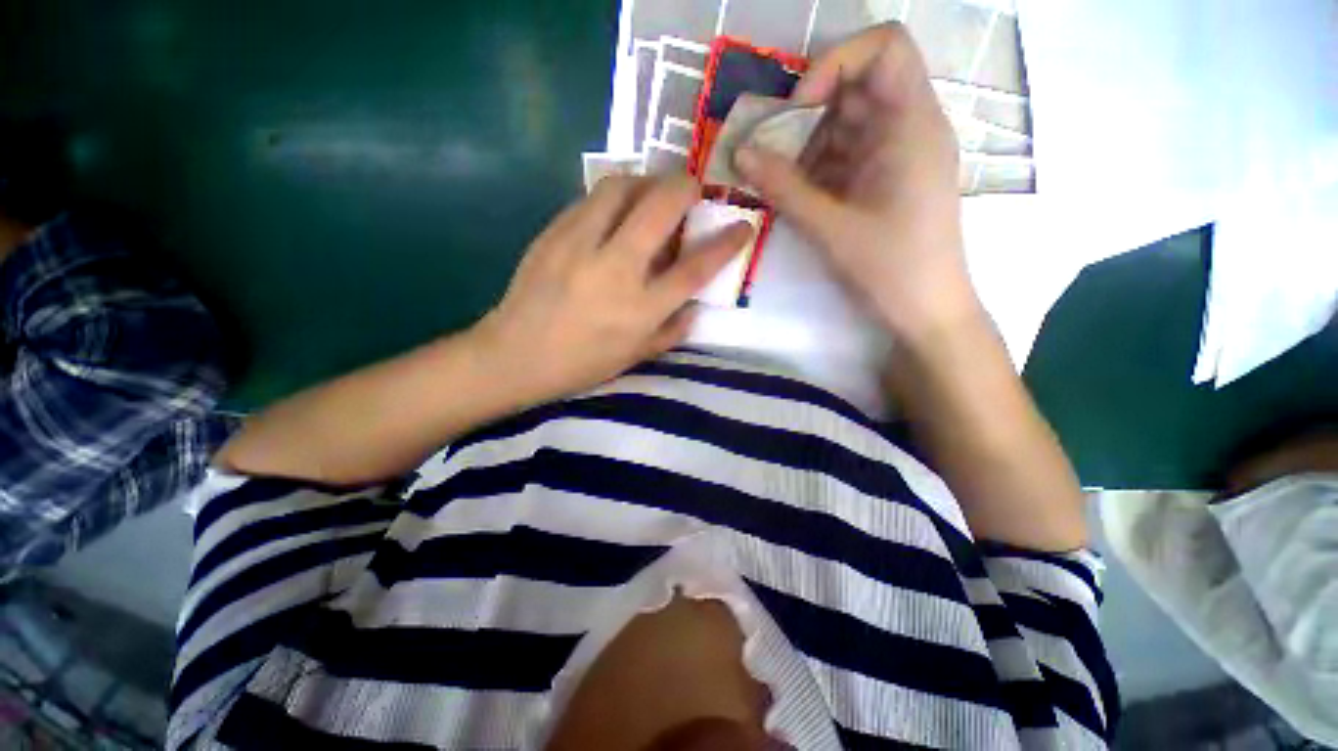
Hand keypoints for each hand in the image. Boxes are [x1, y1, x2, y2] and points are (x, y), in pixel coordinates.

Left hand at [475, 175, 752, 401]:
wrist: (515, 355)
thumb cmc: (581, 364)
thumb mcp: (635, 357)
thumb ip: (672, 331)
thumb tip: (695, 306)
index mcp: (640, 308)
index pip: (695, 267)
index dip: (726, 243)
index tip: (743, 225)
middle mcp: (616, 269)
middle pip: (661, 208)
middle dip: (686, 187)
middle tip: (693, 188)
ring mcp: (580, 245)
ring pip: (621, 187)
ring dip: (647, 181)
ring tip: (653, 192)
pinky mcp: (553, 233)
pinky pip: (590, 199)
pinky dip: (613, 196)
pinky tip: (615, 210)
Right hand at [735, 24, 981, 343]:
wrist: (925, 310)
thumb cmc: (890, 267)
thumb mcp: (830, 227)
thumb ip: (783, 187)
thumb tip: (740, 154)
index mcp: (912, 124)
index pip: (884, 47)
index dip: (835, 64)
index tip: (797, 110)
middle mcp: (909, 127)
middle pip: (855, 87)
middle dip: (806, 115)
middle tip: (770, 153)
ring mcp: (897, 155)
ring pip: (845, 125)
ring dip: (806, 148)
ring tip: (778, 183)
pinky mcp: (885, 179)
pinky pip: (846, 156)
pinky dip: (817, 169)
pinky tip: (796, 196)